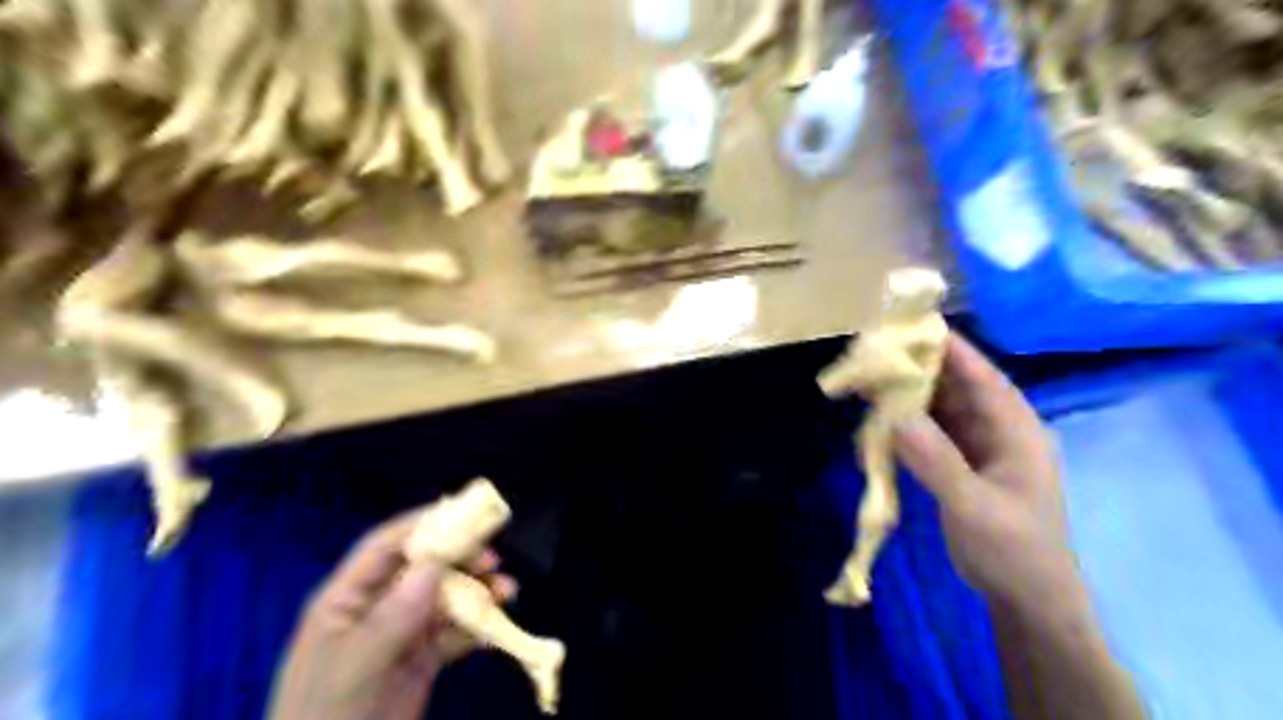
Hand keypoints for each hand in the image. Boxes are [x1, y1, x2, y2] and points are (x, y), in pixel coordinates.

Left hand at [266, 510, 514, 719]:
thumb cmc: (326, 715)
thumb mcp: (353, 667)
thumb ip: (392, 616)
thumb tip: (434, 564)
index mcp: (346, 600)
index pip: (385, 547)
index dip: (422, 525)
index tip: (464, 513)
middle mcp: (376, 609)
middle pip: (423, 568)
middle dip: (460, 559)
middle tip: (493, 561)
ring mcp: (400, 635)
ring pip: (445, 598)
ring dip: (477, 591)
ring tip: (508, 592)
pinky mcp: (420, 661)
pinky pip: (453, 632)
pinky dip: (477, 625)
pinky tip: (496, 626)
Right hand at [894, 335, 1084, 620]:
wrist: (1027, 599)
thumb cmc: (1013, 551)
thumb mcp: (975, 509)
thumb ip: (938, 462)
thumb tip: (896, 417)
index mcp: (1016, 431)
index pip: (982, 377)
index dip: (950, 349)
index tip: (912, 326)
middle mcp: (998, 430)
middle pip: (957, 387)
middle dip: (919, 368)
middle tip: (876, 351)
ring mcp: (979, 447)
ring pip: (942, 408)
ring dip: (910, 394)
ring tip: (870, 378)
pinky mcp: (961, 463)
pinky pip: (932, 431)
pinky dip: (907, 422)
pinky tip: (881, 418)